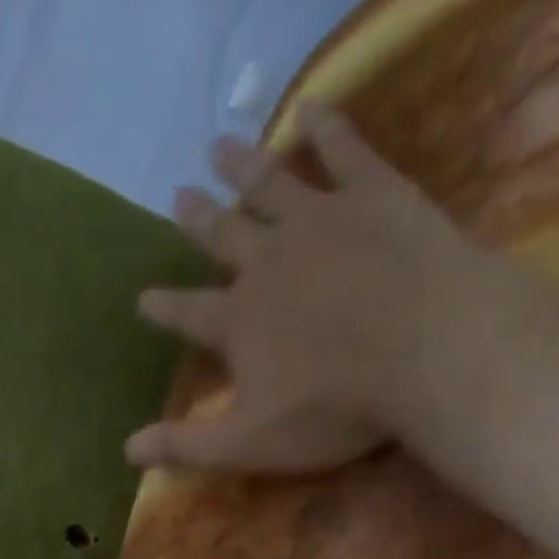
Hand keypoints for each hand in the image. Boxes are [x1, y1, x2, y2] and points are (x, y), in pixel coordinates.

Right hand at [126, 101, 499, 474]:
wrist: (431, 351)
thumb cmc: (334, 408)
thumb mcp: (249, 443)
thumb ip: (186, 446)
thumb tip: (127, 450)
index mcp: (238, 322)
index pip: (188, 313)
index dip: (164, 308)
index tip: (142, 297)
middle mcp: (267, 263)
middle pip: (224, 237)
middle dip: (198, 220)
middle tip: (179, 195)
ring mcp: (320, 222)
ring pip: (269, 185)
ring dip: (241, 166)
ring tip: (218, 146)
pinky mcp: (375, 195)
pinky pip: (344, 150)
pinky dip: (325, 127)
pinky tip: (310, 108)